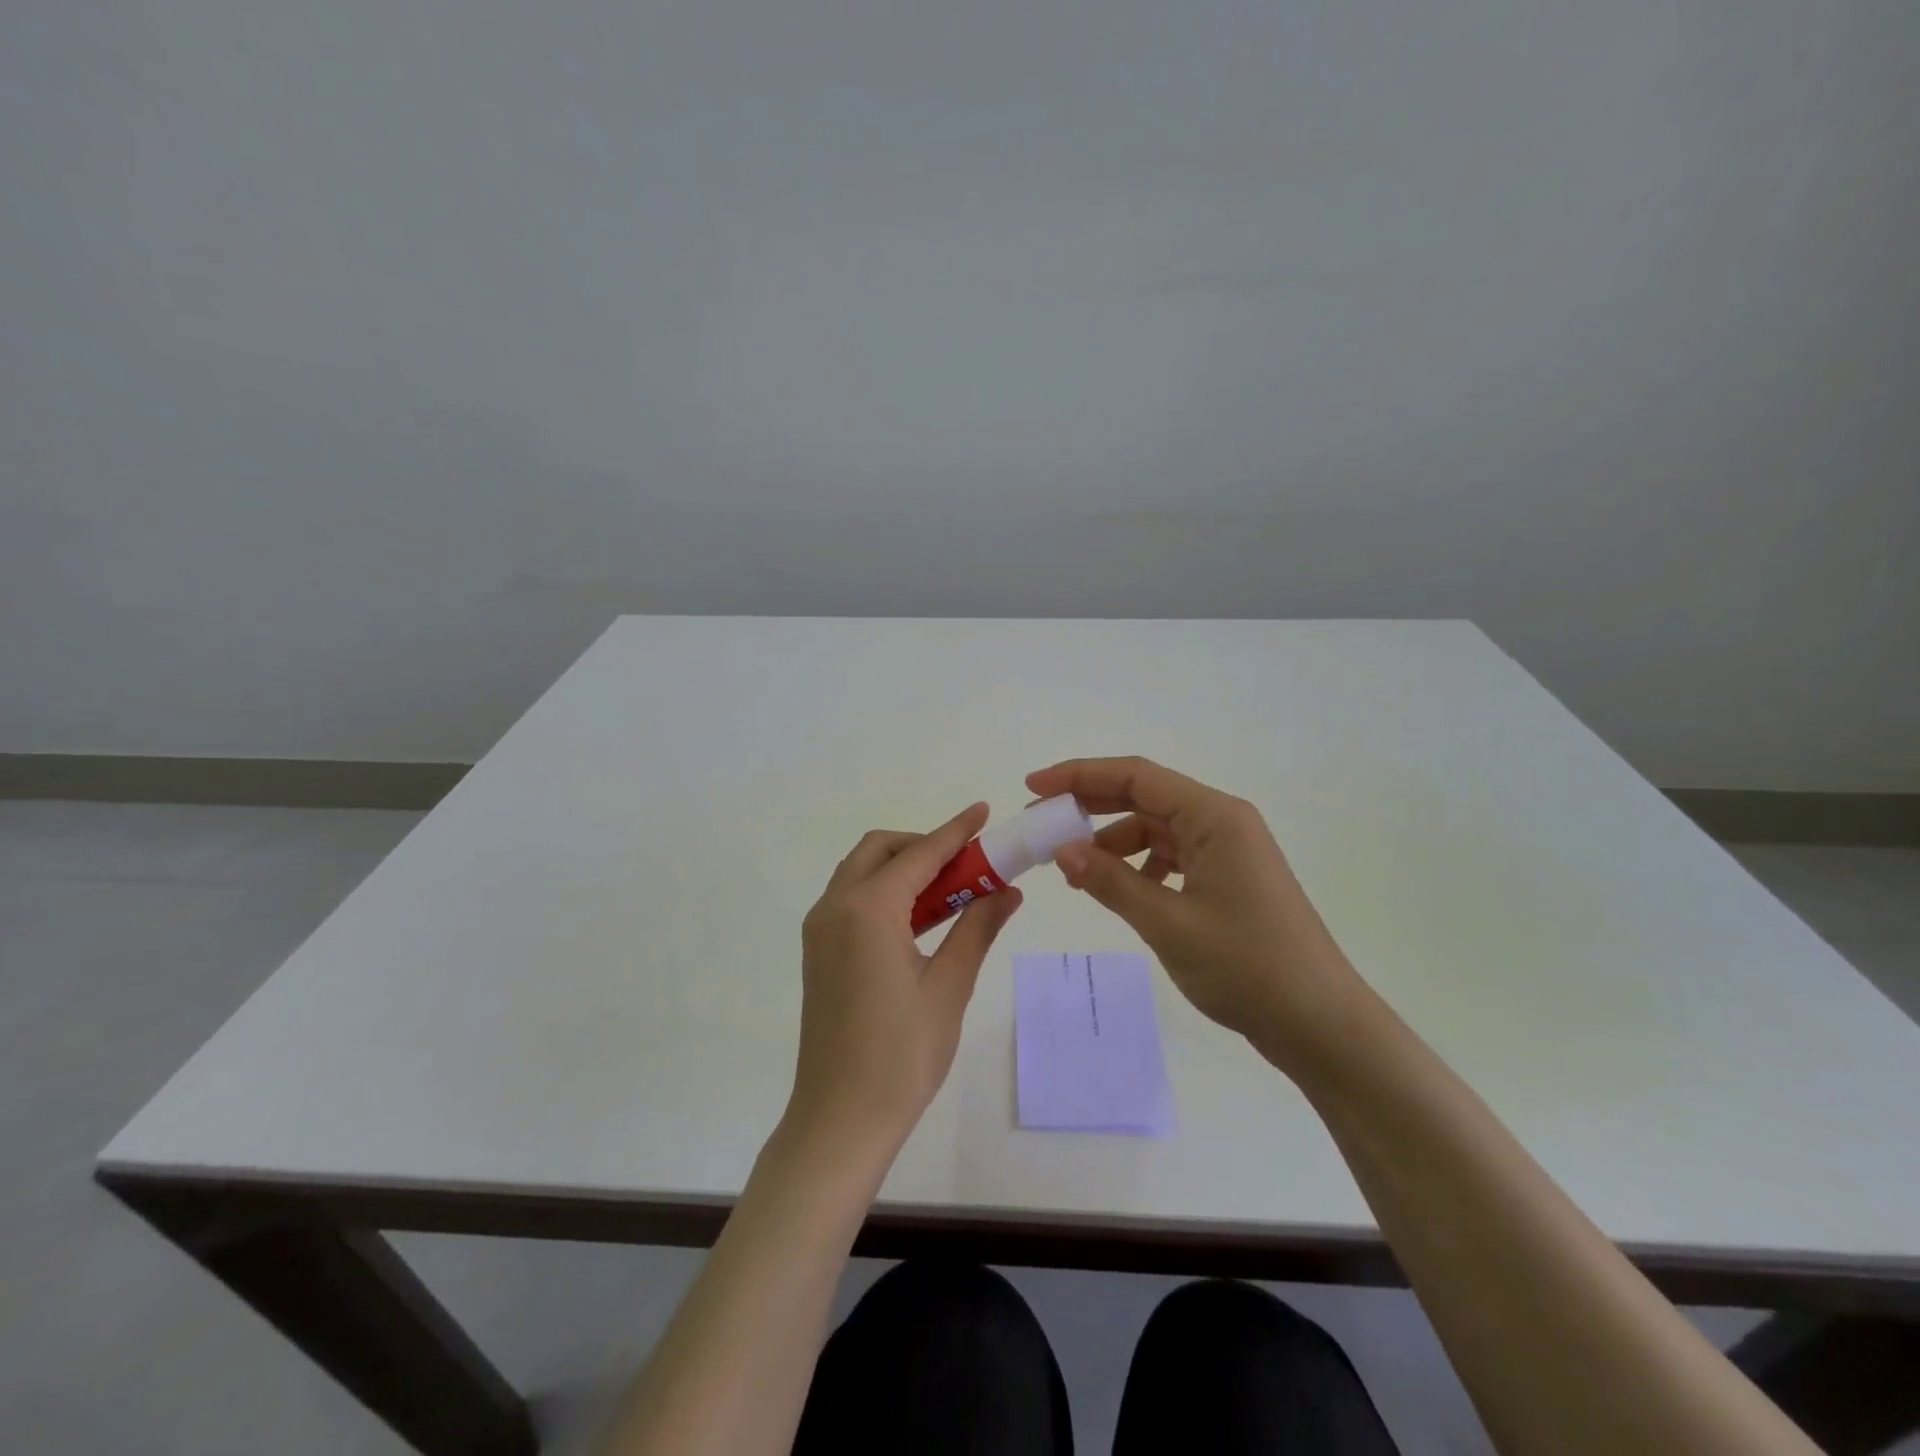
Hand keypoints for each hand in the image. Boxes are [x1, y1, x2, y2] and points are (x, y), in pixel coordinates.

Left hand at [787, 804, 1023, 1165]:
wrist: (839, 1119)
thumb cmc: (901, 1055)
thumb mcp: (949, 987)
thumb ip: (977, 928)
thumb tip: (1009, 890)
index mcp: (868, 909)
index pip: (920, 854)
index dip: (956, 832)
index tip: (983, 811)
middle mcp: (835, 907)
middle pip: (881, 851)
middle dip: (925, 846)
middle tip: (968, 865)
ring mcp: (820, 929)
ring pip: (862, 872)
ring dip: (904, 869)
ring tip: (952, 891)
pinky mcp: (818, 951)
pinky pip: (852, 900)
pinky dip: (886, 893)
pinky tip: (919, 919)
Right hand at [1025, 757, 1366, 1074]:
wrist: (1321, 1025)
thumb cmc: (1248, 967)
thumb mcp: (1168, 923)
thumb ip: (1111, 882)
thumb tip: (1062, 850)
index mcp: (1214, 817)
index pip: (1136, 776)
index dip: (1080, 776)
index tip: (1033, 787)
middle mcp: (1223, 822)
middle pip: (1145, 797)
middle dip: (1091, 806)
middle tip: (1042, 823)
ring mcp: (1229, 851)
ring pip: (1156, 829)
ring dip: (1113, 842)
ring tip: (1076, 870)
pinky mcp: (1229, 879)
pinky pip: (1172, 856)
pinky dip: (1139, 866)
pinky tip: (1120, 891)